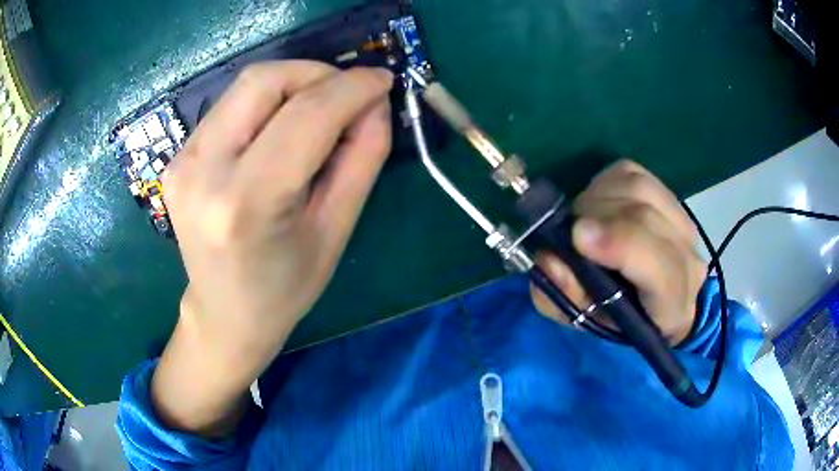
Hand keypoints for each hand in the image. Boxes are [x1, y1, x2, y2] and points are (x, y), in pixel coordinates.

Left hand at [151, 61, 393, 435]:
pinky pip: (231, 106)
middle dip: (317, 73)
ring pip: (246, 85)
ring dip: (294, 84)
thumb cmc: (285, 287)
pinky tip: (283, 127)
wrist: (224, 313)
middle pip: (264, 81)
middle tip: (348, 93)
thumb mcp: (336, 229)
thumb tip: (374, 103)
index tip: (382, 79)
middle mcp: (202, 171)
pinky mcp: (178, 157)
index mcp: (246, 202)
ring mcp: (182, 161)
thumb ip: (362, 158)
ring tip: (321, 109)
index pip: (305, 115)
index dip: (352, 87)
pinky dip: (268, 102)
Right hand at [531, 160, 706, 343]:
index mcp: (673, 305)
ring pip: (639, 187)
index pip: (662, 270)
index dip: (622, 245)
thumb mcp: (586, 321)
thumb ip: (564, 297)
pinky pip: (632, 173)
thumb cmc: (619, 318)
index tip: (579, 236)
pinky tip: (597, 203)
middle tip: (567, 232)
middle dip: (596, 216)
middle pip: (645, 217)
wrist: (656, 300)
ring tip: (581, 219)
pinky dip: (604, 183)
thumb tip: (549, 257)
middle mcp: (687, 257)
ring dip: (597, 198)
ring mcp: (682, 220)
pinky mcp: (667, 194)